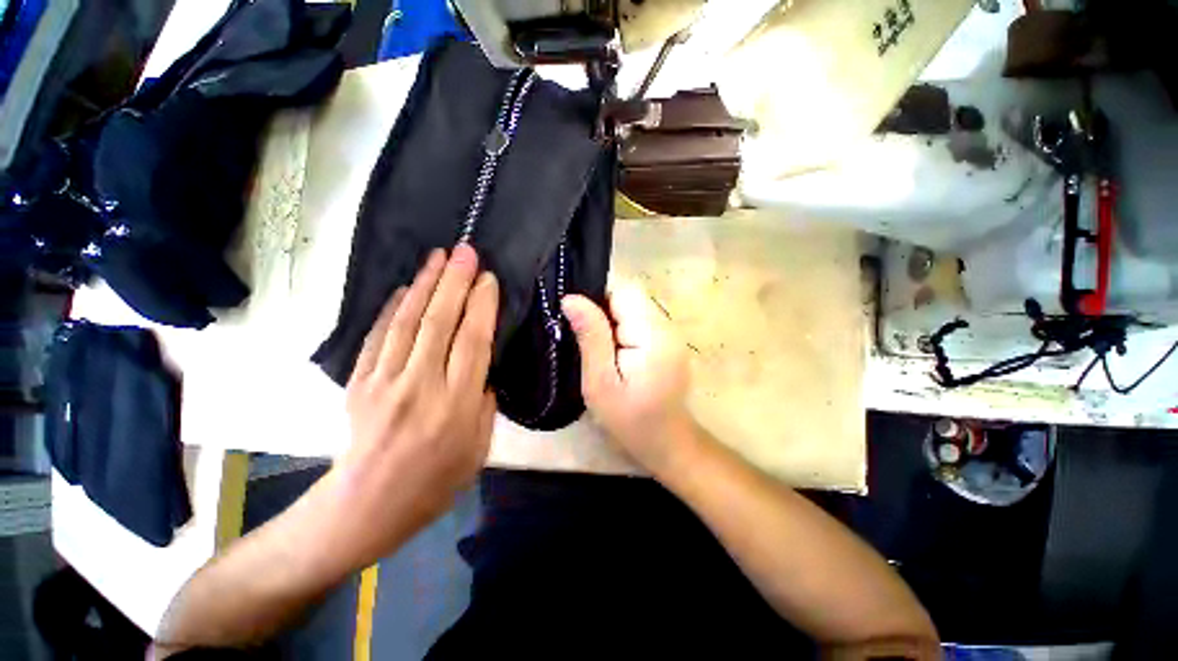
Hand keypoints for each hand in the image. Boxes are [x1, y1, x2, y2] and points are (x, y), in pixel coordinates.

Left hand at [326, 245, 497, 567]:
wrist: (367, 507)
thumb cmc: (434, 482)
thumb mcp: (479, 449)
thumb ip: (485, 404)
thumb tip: (482, 370)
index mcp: (456, 405)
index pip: (472, 342)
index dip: (481, 306)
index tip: (488, 279)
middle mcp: (421, 386)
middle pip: (440, 322)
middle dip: (455, 282)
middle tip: (465, 251)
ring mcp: (384, 382)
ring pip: (408, 322)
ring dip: (424, 285)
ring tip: (438, 257)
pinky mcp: (360, 383)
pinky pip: (378, 336)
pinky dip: (392, 309)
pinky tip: (404, 289)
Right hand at [561, 283, 692, 475]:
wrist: (666, 442)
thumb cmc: (630, 419)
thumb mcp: (601, 382)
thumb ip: (590, 337)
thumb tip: (571, 298)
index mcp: (652, 333)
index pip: (623, 291)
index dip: (598, 300)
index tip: (582, 325)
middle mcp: (667, 325)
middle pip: (630, 296)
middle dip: (604, 312)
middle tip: (591, 345)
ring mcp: (670, 332)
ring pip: (633, 307)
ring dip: (613, 322)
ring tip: (603, 352)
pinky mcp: (668, 341)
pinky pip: (640, 320)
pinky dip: (623, 330)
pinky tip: (617, 355)